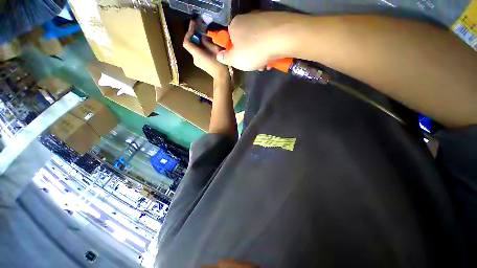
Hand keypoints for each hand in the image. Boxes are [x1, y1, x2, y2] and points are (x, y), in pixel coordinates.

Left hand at [183, 21, 229, 80]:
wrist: (221, 77)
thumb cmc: (219, 64)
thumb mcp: (215, 49)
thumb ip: (207, 41)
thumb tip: (203, 36)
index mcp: (197, 54)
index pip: (186, 42)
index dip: (188, 32)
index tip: (194, 25)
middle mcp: (194, 58)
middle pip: (191, 45)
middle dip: (195, 36)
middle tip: (202, 30)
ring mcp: (197, 62)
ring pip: (195, 49)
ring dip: (199, 43)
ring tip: (207, 38)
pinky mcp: (201, 64)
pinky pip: (199, 53)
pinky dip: (201, 48)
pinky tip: (208, 47)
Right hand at [216, 12, 288, 70]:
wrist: (282, 38)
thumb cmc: (253, 50)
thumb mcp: (235, 59)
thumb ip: (225, 58)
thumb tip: (219, 55)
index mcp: (235, 25)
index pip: (230, 40)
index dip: (234, 54)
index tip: (241, 63)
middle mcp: (248, 18)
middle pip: (245, 43)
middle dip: (249, 58)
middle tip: (255, 66)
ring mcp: (263, 19)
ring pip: (257, 43)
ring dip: (260, 57)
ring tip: (265, 65)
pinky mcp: (276, 23)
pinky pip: (268, 40)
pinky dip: (268, 50)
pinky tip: (272, 59)